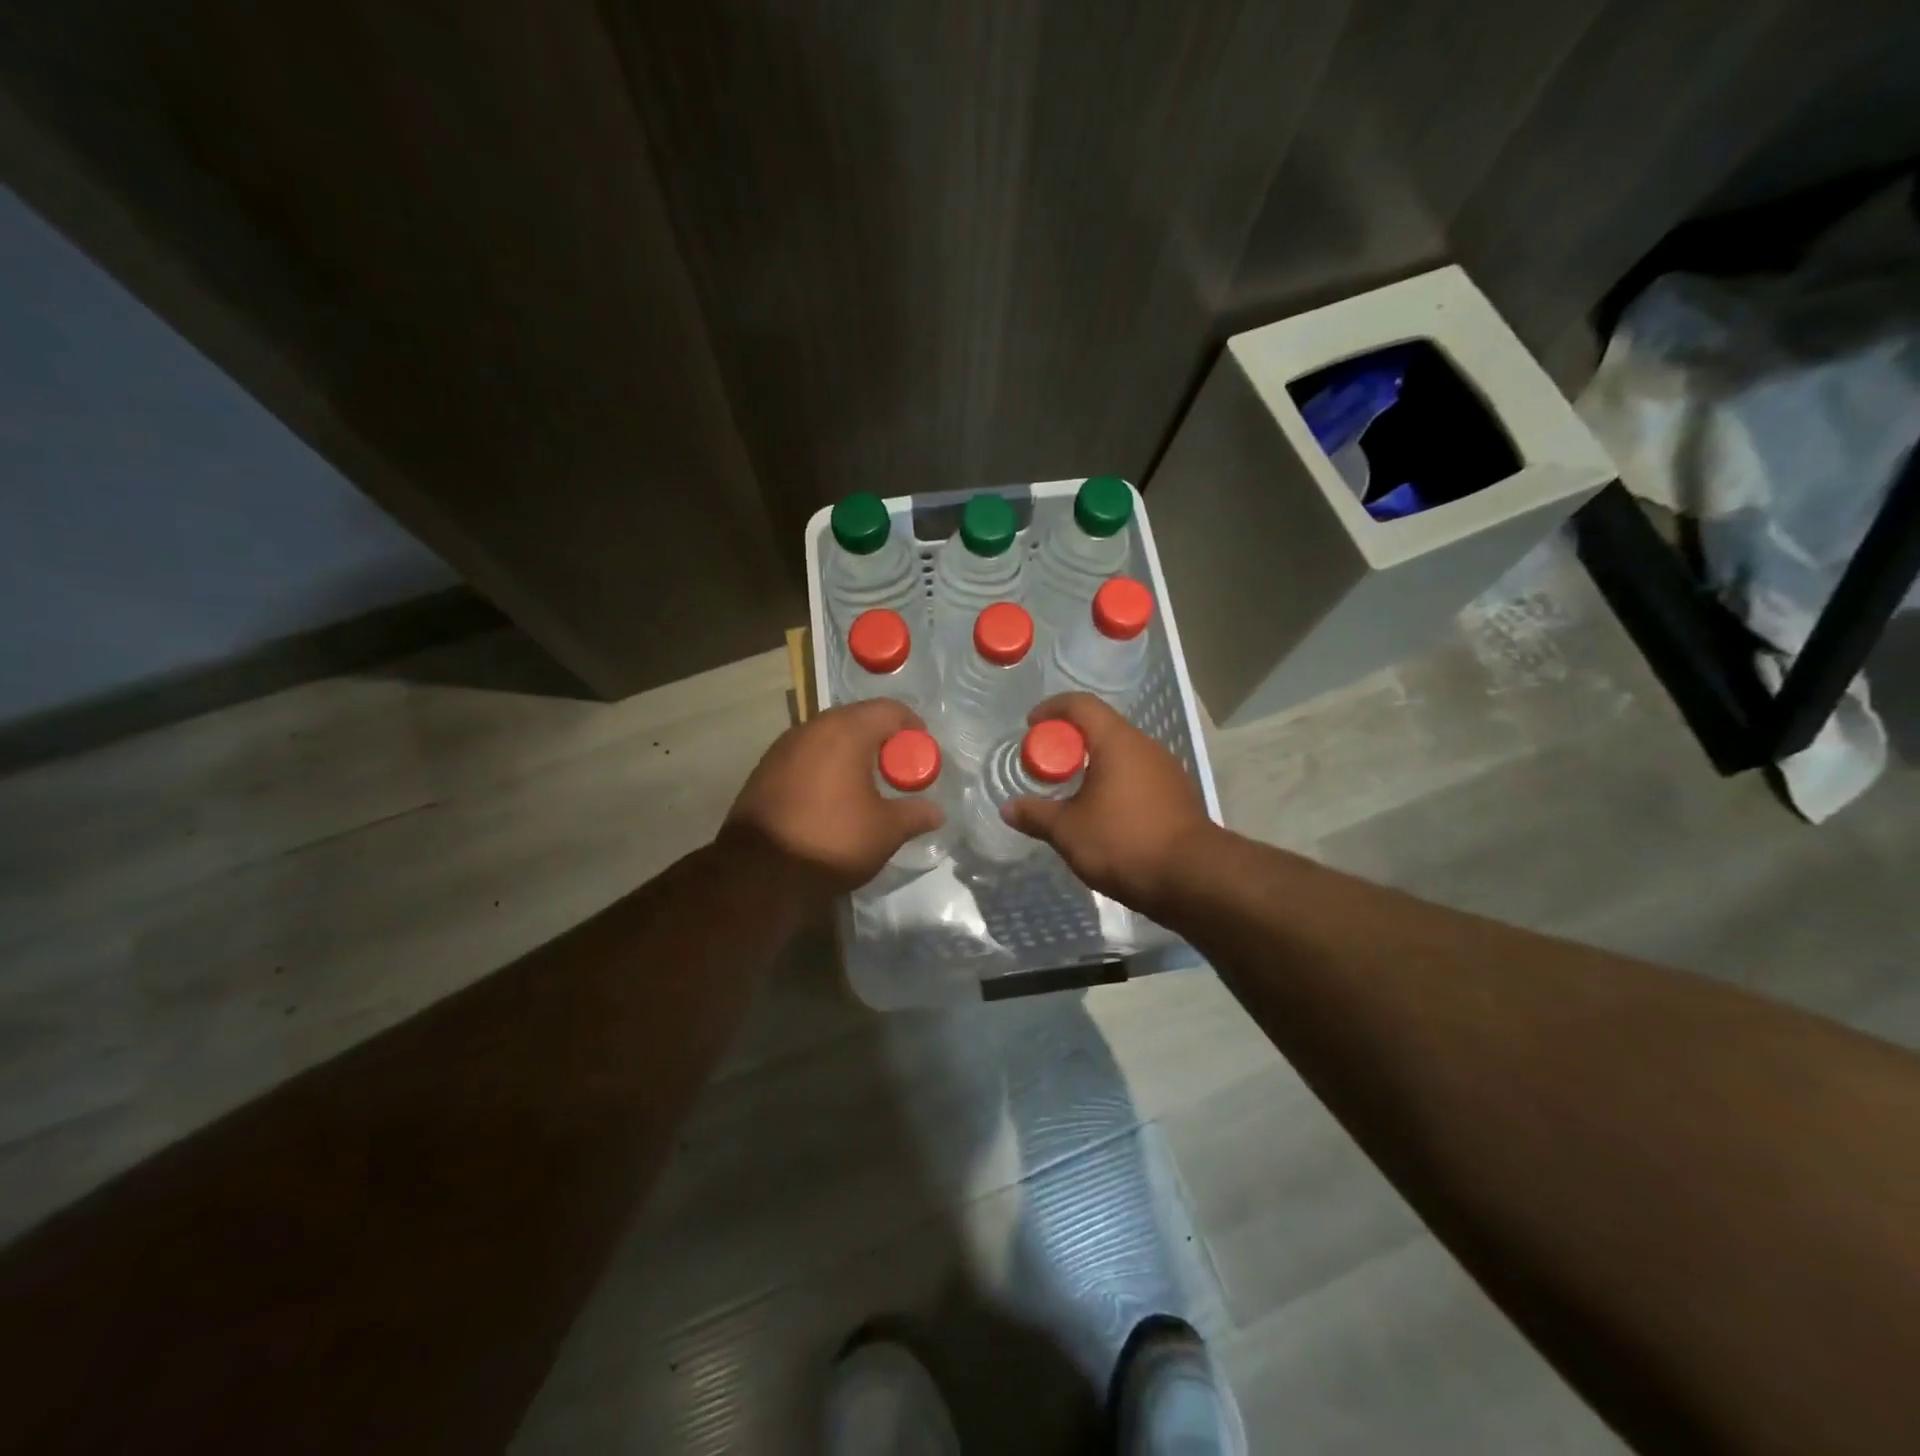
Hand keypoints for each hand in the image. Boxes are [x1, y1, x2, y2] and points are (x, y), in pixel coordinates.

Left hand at [721, 698, 944, 900]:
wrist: (760, 873)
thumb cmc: (833, 840)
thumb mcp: (886, 831)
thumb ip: (915, 814)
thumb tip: (937, 812)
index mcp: (846, 732)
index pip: (888, 709)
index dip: (912, 726)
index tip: (922, 750)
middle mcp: (812, 728)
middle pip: (856, 718)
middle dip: (881, 737)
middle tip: (897, 767)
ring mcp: (783, 747)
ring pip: (827, 736)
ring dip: (850, 751)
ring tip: (865, 782)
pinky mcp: (764, 769)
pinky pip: (805, 755)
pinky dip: (824, 765)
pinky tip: (831, 795)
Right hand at [1002, 693, 1214, 915]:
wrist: (1194, 878)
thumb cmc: (1124, 843)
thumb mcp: (1069, 831)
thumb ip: (1036, 815)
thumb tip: (1008, 808)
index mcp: (1117, 742)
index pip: (1081, 704)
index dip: (1052, 709)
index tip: (1030, 727)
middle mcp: (1145, 746)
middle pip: (1101, 727)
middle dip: (1069, 741)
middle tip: (1046, 766)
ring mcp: (1166, 770)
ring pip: (1121, 753)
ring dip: (1093, 765)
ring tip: (1072, 793)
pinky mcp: (1177, 795)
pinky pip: (1137, 775)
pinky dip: (1114, 783)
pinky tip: (1104, 814)